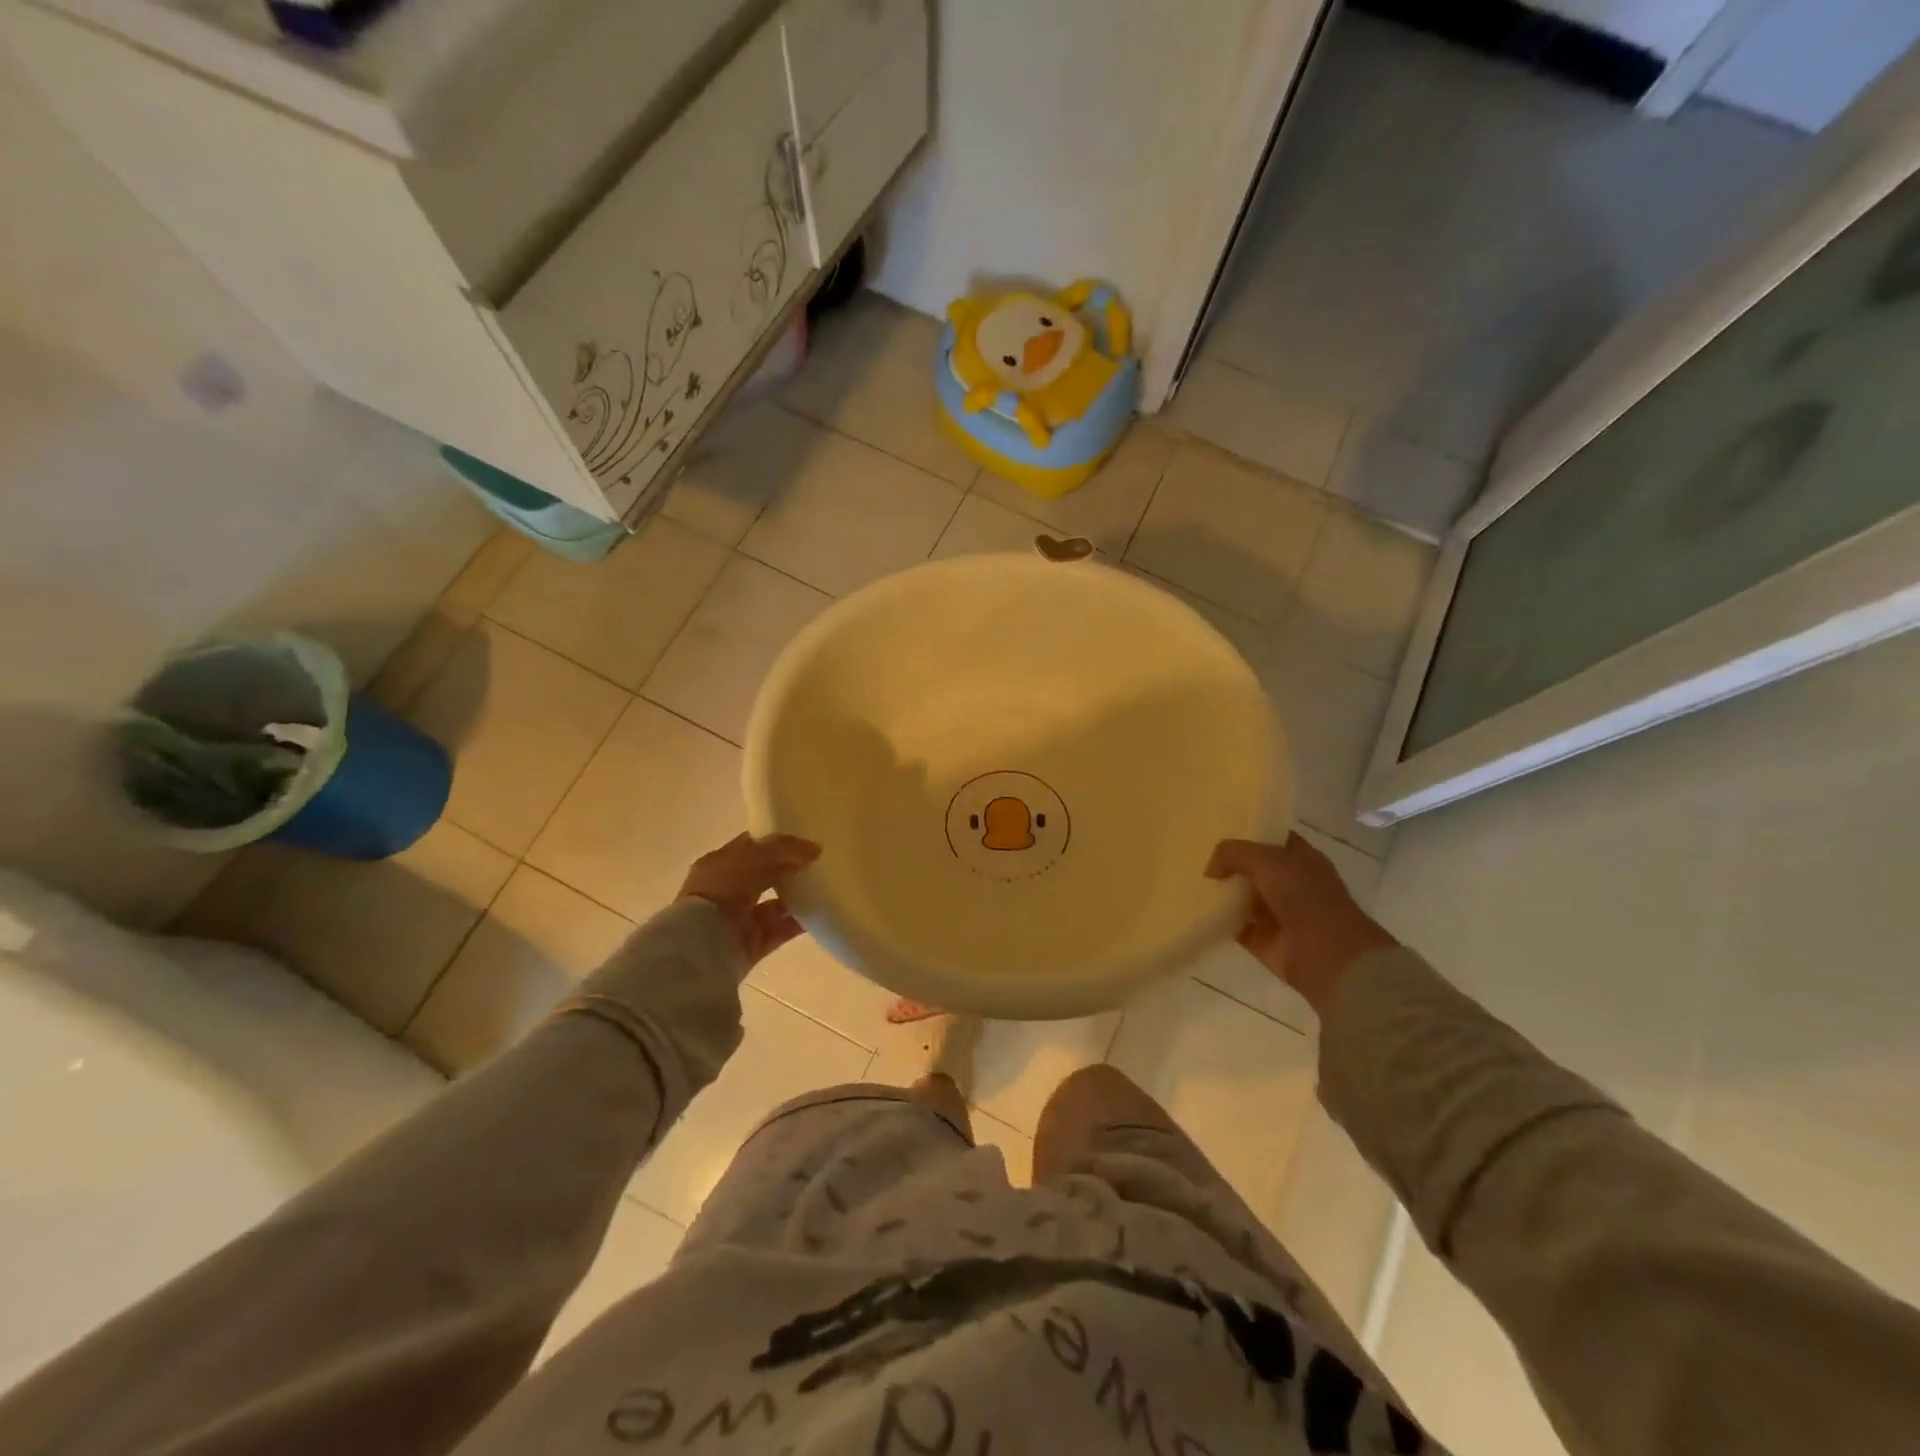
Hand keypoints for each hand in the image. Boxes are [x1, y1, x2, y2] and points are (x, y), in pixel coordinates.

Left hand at [678, 833, 820, 965]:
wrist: (703, 944)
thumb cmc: (722, 890)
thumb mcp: (753, 858)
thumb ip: (784, 850)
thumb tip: (814, 848)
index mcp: (719, 864)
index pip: (751, 846)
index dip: (776, 841)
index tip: (804, 838)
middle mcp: (727, 890)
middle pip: (765, 875)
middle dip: (789, 868)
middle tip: (818, 861)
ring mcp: (740, 918)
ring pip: (775, 903)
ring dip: (797, 895)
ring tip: (824, 885)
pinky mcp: (753, 943)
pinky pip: (782, 928)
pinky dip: (800, 921)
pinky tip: (822, 911)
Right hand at [1205, 835, 1397, 1014]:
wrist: (1327, 956)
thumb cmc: (1305, 897)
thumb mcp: (1266, 860)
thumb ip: (1233, 854)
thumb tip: (1211, 869)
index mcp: (1302, 859)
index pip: (1272, 839)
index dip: (1249, 834)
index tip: (1218, 832)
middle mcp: (1292, 884)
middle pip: (1255, 869)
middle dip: (1231, 865)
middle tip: (1198, 858)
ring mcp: (1279, 914)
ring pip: (1245, 898)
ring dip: (1224, 894)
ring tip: (1193, 884)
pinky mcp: (1265, 941)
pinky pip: (1237, 926)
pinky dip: (1220, 921)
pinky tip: (1200, 912)